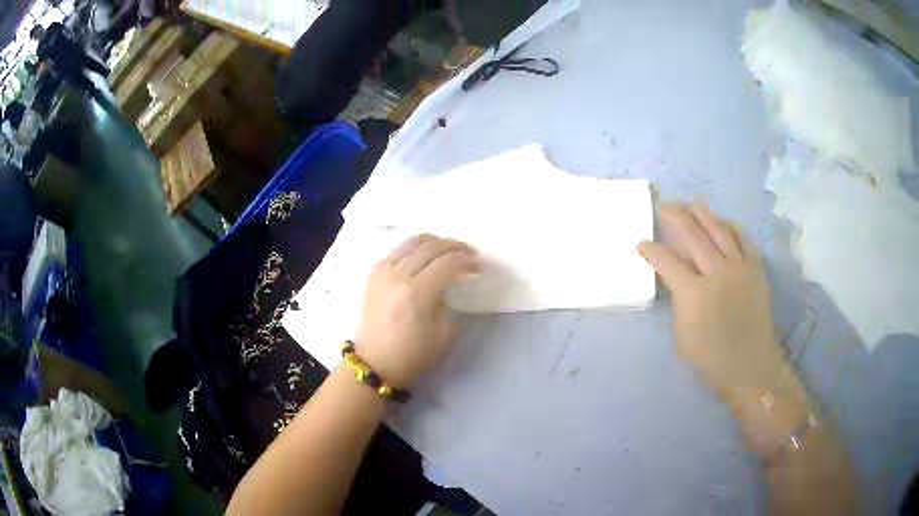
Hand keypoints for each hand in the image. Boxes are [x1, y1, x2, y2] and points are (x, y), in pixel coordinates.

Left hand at [354, 235, 478, 388]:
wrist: (375, 361)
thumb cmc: (413, 353)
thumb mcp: (444, 333)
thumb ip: (450, 301)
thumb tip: (451, 282)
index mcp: (417, 292)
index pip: (449, 262)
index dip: (468, 260)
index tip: (480, 265)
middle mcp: (398, 274)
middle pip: (432, 246)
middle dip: (456, 247)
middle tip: (469, 254)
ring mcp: (383, 270)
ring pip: (414, 241)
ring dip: (436, 242)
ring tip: (449, 250)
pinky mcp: (373, 272)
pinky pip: (398, 249)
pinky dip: (416, 247)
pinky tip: (425, 256)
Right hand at [638, 203, 788, 402]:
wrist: (750, 365)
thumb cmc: (711, 358)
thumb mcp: (682, 335)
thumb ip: (678, 300)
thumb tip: (676, 278)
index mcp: (694, 294)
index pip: (667, 261)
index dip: (651, 250)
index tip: (641, 243)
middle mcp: (717, 273)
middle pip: (693, 235)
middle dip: (675, 217)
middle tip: (664, 206)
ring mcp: (739, 268)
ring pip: (719, 230)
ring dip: (702, 214)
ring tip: (691, 204)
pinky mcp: (755, 269)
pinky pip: (743, 239)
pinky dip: (731, 227)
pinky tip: (722, 221)